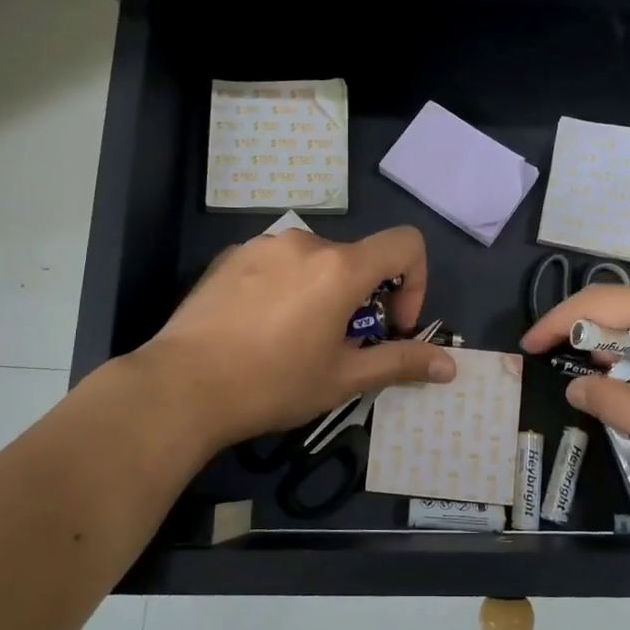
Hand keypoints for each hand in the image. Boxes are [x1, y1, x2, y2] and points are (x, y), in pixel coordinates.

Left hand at [141, 225, 455, 451]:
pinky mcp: (230, 257)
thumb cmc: (272, 384)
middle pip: (357, 259)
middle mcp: (304, 242)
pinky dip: (287, 287)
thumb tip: (450, 366)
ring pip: (315, 261)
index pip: (405, 244)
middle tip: (341, 347)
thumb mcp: (343, 378)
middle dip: (364, 299)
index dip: (415, 282)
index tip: (391, 325)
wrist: (180, 387)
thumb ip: (400, 363)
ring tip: (297, 340)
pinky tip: (260, 329)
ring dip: (324, 292)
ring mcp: (262, 245)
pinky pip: (277, 264)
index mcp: (340, 267)